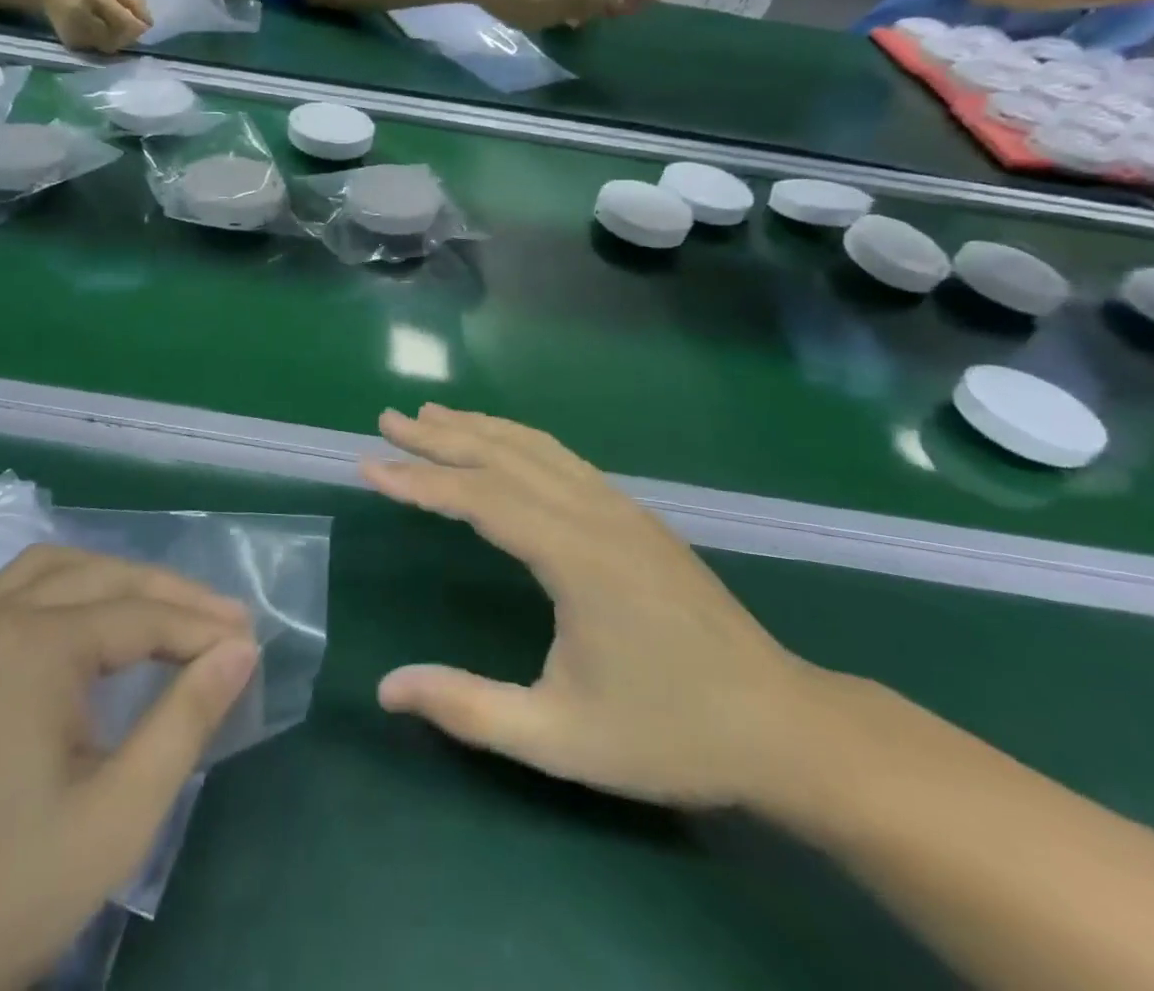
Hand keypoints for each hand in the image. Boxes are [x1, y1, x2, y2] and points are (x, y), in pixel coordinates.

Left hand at [0, 547, 257, 990]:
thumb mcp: (114, 820)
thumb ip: (185, 722)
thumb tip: (239, 650)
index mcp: (33, 643)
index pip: (142, 615)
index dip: (202, 628)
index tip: (252, 644)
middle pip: (102, 577)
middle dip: (169, 596)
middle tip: (222, 623)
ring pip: (49, 567)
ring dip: (111, 580)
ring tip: (157, 612)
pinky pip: (0, 588)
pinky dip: (51, 587)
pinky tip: (63, 621)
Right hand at [37, 0, 151, 52]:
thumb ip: (132, 0)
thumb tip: (150, 23)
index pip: (125, 23)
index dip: (138, 28)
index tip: (143, 25)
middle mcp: (84, 18)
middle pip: (118, 39)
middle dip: (128, 36)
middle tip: (128, 27)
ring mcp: (76, 33)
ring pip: (109, 48)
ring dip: (117, 41)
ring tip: (112, 27)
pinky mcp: (71, 44)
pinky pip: (96, 50)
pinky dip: (103, 43)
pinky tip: (98, 31)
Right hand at [363, 405, 813, 807]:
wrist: (783, 726)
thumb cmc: (670, 733)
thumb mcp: (561, 737)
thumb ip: (470, 708)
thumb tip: (386, 688)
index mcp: (575, 556)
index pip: (479, 498)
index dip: (419, 481)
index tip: (369, 465)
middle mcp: (595, 514)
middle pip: (503, 455)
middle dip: (440, 436)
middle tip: (387, 420)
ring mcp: (620, 508)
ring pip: (536, 448)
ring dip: (479, 427)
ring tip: (432, 415)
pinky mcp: (634, 515)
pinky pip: (563, 460)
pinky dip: (518, 441)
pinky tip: (501, 445)